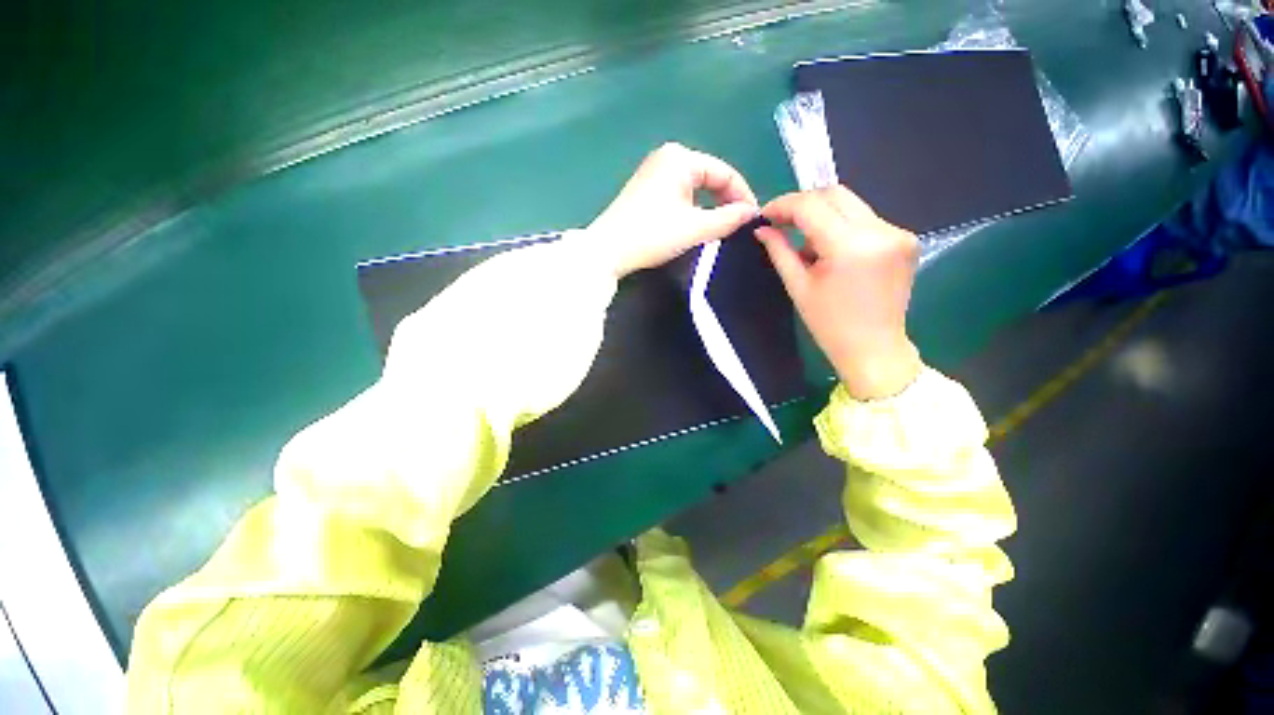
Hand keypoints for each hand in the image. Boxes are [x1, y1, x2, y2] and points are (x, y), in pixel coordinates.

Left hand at [587, 143, 759, 277]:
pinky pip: (679, 193)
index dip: (742, 195)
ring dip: (709, 205)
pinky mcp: (645, 189)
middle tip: (737, 225)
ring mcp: (653, 172)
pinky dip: (692, 207)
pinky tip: (695, 223)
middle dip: (726, 200)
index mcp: (681, 158)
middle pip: (709, 177)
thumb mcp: (695, 228)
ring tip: (719, 227)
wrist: (608, 250)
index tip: (752, 219)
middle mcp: (667, 157)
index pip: (724, 172)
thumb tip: (751, 213)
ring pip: (694, 186)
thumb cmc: (653, 235)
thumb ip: (728, 219)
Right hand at [757, 186, 921, 400]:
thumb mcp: (798, 286)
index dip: (784, 204)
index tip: (765, 214)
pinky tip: (832, 250)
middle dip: (803, 204)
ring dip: (823, 216)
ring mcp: (898, 232)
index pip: (811, 205)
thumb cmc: (829, 324)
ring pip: (851, 205)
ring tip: (806, 243)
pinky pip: (866, 219)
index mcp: (850, 246)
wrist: (874, 348)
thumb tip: (762, 229)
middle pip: (835, 194)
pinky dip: (843, 226)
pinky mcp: (906, 238)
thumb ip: (779, 251)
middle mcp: (880, 230)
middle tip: (781, 221)